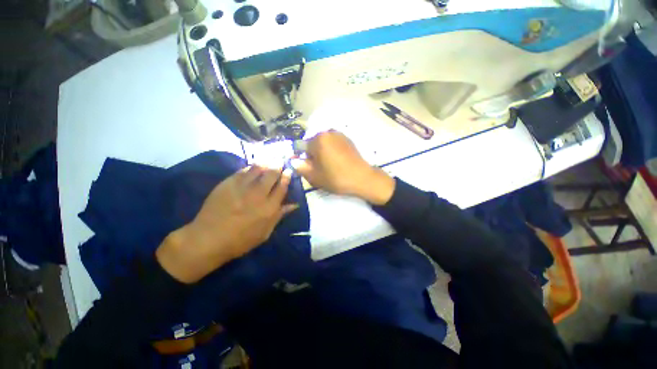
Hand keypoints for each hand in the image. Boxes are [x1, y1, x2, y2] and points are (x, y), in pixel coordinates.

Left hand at [156, 166, 297, 283]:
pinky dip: (250, 167)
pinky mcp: (227, 184)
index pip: (282, 187)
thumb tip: (294, 205)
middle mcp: (258, 194)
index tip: (288, 171)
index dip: (286, 177)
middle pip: (271, 174)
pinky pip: (242, 171)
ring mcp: (242, 187)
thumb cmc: (240, 240)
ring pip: (257, 169)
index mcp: (269, 208)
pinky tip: (253, 166)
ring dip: (266, 163)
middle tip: (280, 161)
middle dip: (278, 166)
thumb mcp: (265, 232)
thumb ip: (279, 216)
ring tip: (269, 159)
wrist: (208, 239)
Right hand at [291, 130, 394, 204]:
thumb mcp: (314, 176)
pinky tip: (337, 161)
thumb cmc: (336, 178)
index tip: (307, 167)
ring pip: (323, 143)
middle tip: (319, 168)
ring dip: (322, 153)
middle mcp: (328, 132)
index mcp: (318, 139)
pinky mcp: (347, 139)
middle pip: (312, 144)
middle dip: (312, 155)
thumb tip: (294, 160)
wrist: (362, 178)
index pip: (300, 147)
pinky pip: (333, 143)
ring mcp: (339, 134)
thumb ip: (300, 167)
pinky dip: (331, 150)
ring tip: (329, 166)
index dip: (301, 158)